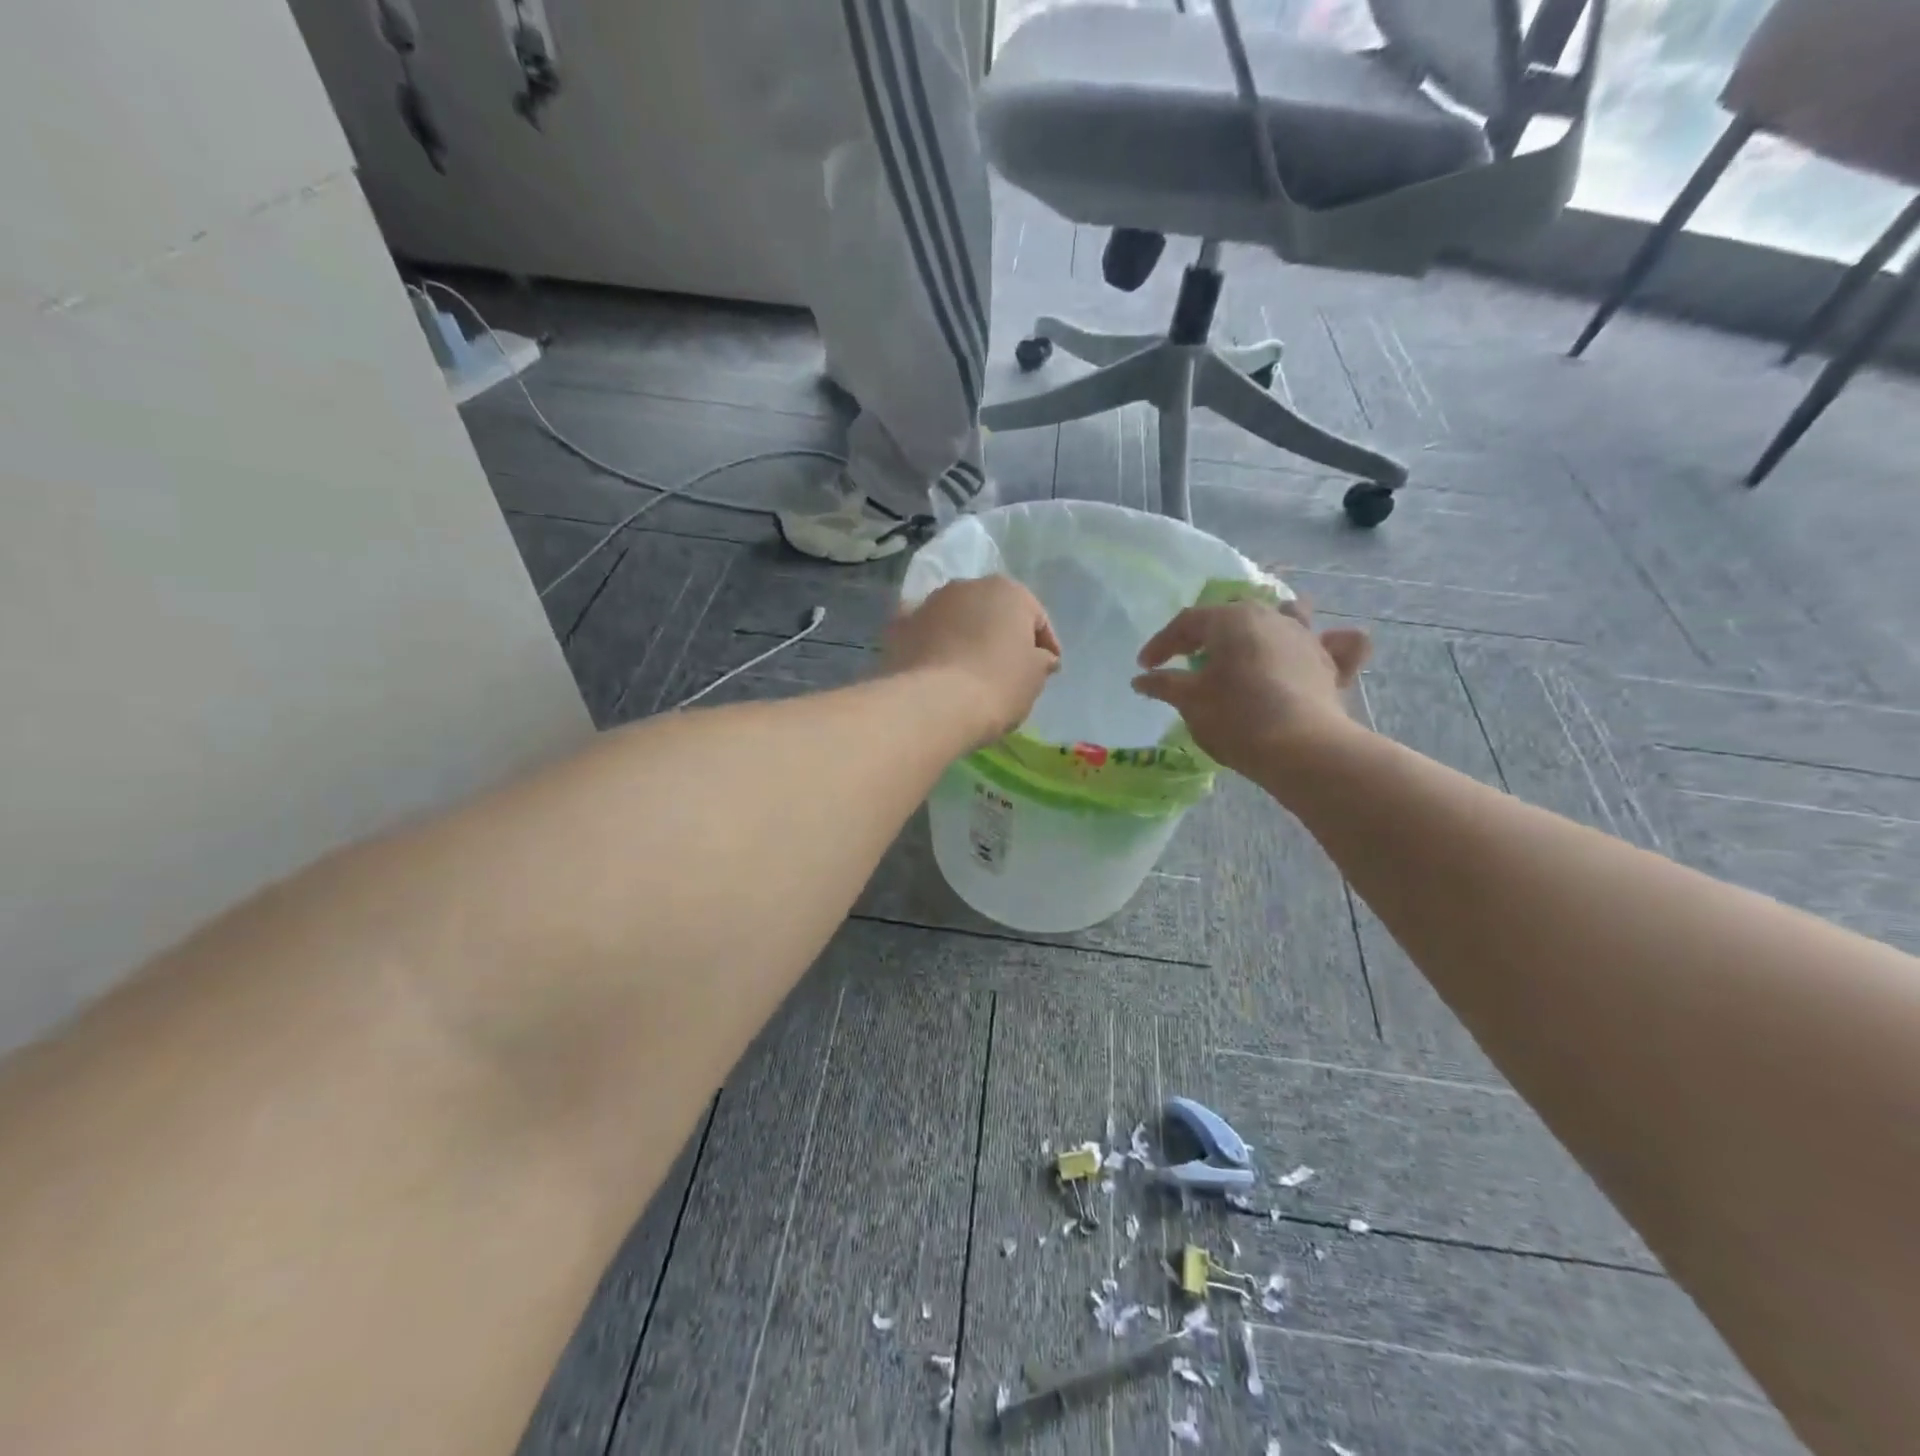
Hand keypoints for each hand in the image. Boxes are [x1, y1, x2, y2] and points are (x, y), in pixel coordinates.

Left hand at [883, 577, 1061, 746]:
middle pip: (992, 611)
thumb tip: (1041, 657)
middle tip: (1007, 668)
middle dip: (1000, 635)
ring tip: (969, 671)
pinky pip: (925, 634)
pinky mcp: (899, 626)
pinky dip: (931, 646)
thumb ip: (1041, 660)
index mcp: (1008, 591)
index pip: (1035, 616)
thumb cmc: (997, 685)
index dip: (1045, 644)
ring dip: (964, 637)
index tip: (1048, 669)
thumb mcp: (1034, 677)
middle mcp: (966, 586)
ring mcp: (928, 603)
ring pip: (955, 619)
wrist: (933, 703)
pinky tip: (935, 669)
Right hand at [1132, 598, 1369, 773]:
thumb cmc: (1235, 717)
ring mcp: (1306, 639)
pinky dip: (1332, 643)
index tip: (1145, 667)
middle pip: (1234, 614)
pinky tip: (1329, 646)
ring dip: (1268, 623)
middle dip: (1208, 632)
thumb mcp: (1190, 701)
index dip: (1162, 643)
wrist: (1300, 748)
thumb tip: (1142, 679)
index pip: (1187, 622)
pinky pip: (1337, 644)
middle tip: (1189, 657)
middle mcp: (1271, 618)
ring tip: (1256, 638)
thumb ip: (1165, 685)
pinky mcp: (1331, 666)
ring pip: (1288, 615)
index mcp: (1231, 620)